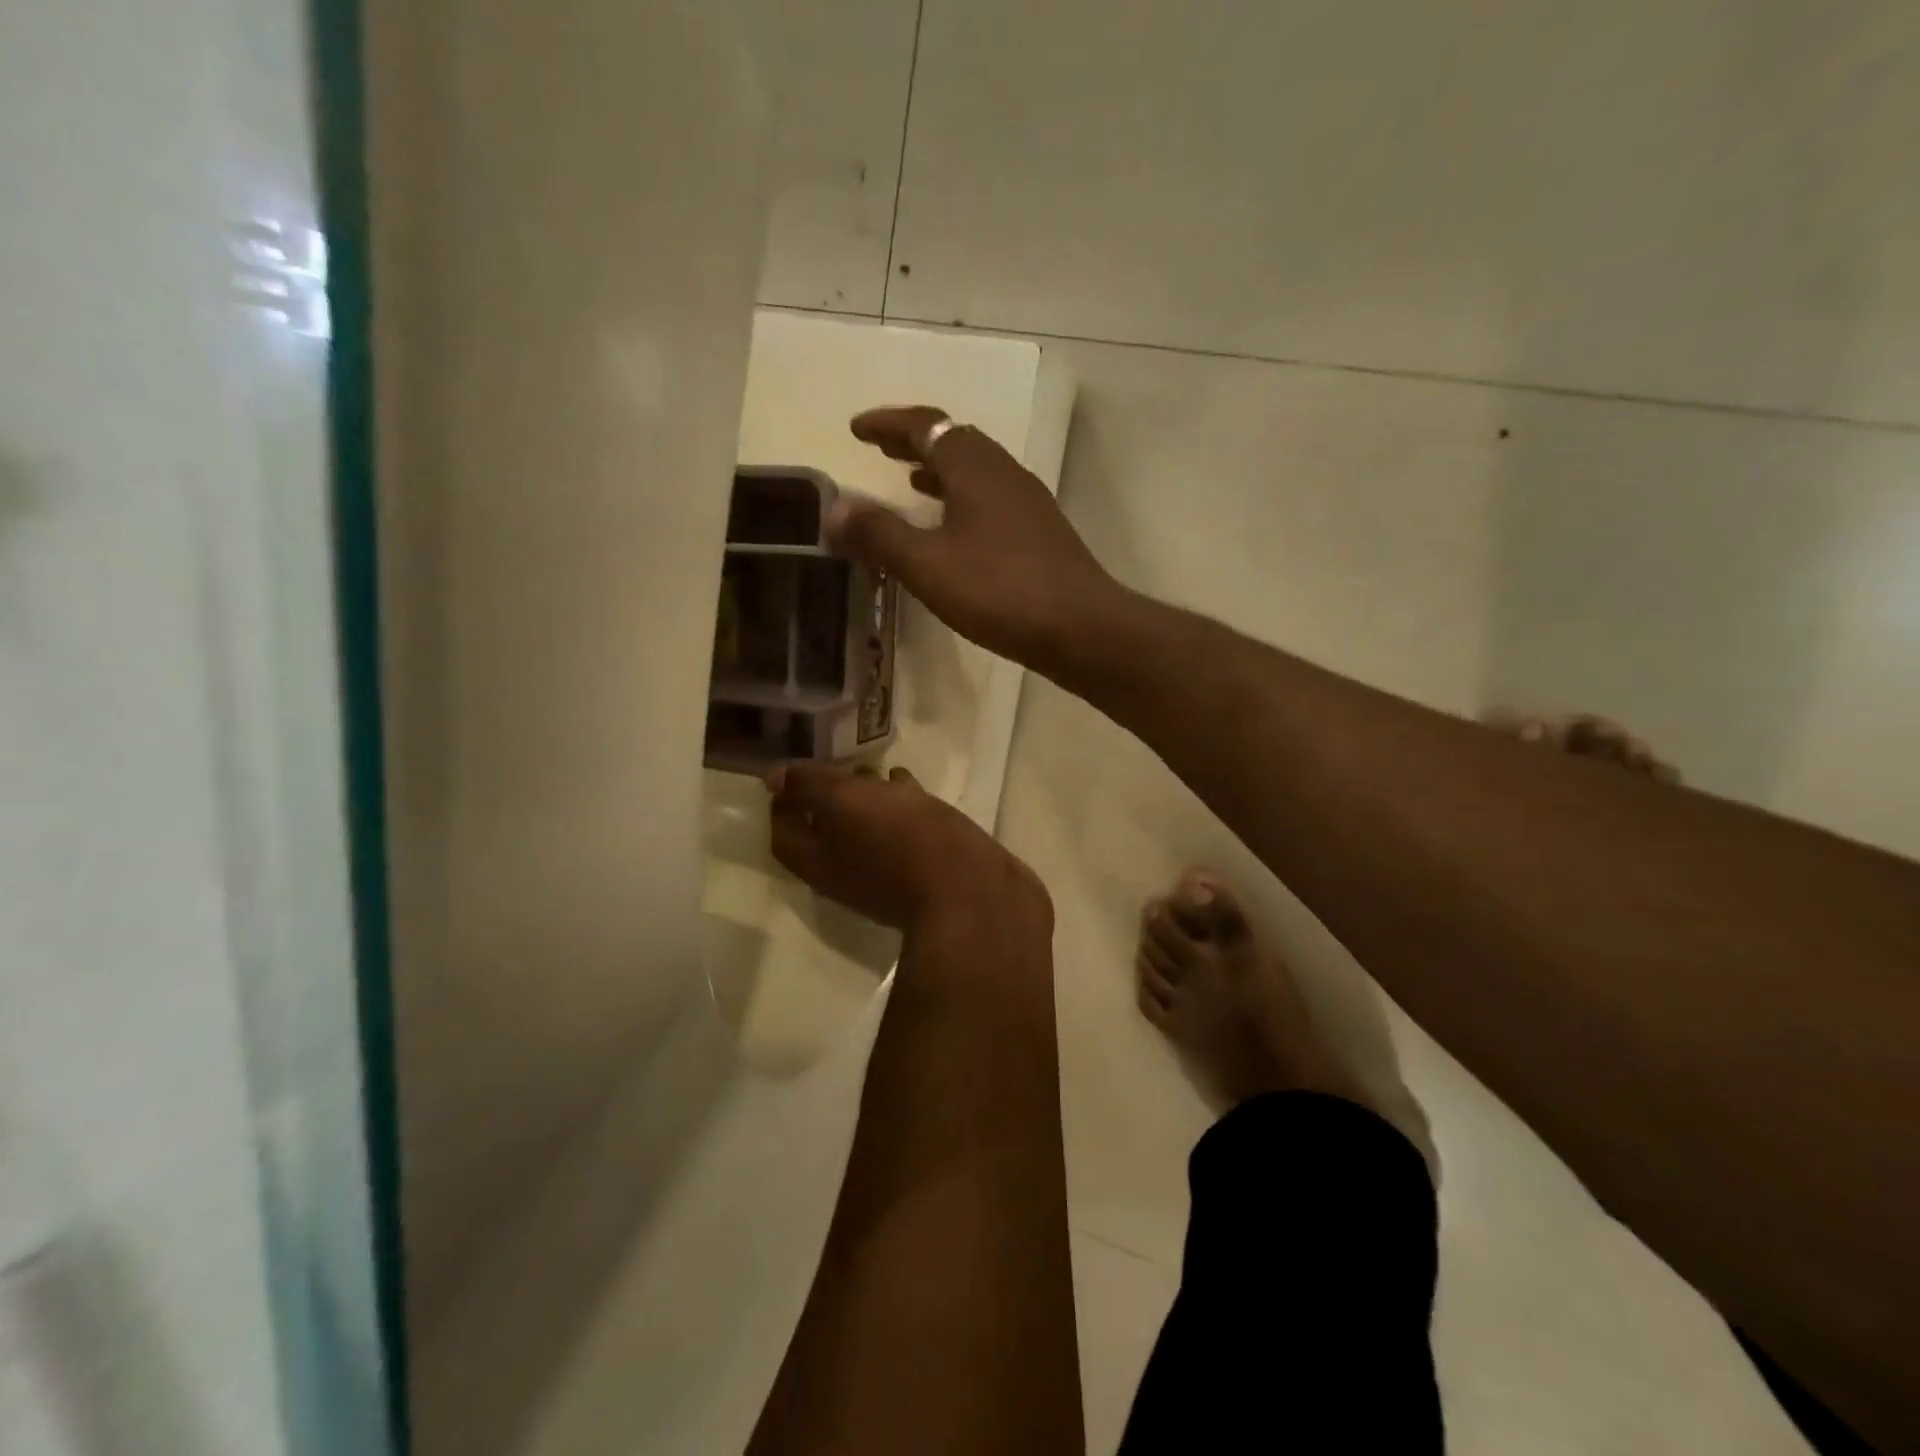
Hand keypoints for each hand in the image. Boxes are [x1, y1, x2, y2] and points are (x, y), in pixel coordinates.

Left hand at [767, 762, 1049, 933]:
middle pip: (825, 834)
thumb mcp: (846, 803)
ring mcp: (888, 875)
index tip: (791, 772)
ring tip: (874, 765)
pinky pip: (903, 832)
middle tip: (836, 762)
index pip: (784, 833)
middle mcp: (847, 874)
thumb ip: (810, 786)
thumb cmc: (901, 842)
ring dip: (866, 800)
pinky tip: (912, 786)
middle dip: (827, 797)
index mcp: (819, 862)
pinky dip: (900, 806)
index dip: (781, 802)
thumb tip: (774, 778)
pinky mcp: (925, 871)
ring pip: (867, 831)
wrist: (971, 894)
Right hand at [828, 406, 1124, 671]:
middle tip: (881, 451)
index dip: (888, 424)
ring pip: (976, 472)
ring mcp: (1028, 503)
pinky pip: (991, 500)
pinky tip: (955, 531)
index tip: (856, 429)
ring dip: (940, 472)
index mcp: (974, 468)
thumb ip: (879, 535)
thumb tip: (834, 508)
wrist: (1081, 628)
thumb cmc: (999, 591)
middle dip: (914, 443)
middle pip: (954, 442)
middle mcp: (1004, 473)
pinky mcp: (1040, 533)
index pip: (925, 426)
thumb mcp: (927, 565)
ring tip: (910, 484)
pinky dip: (962, 501)